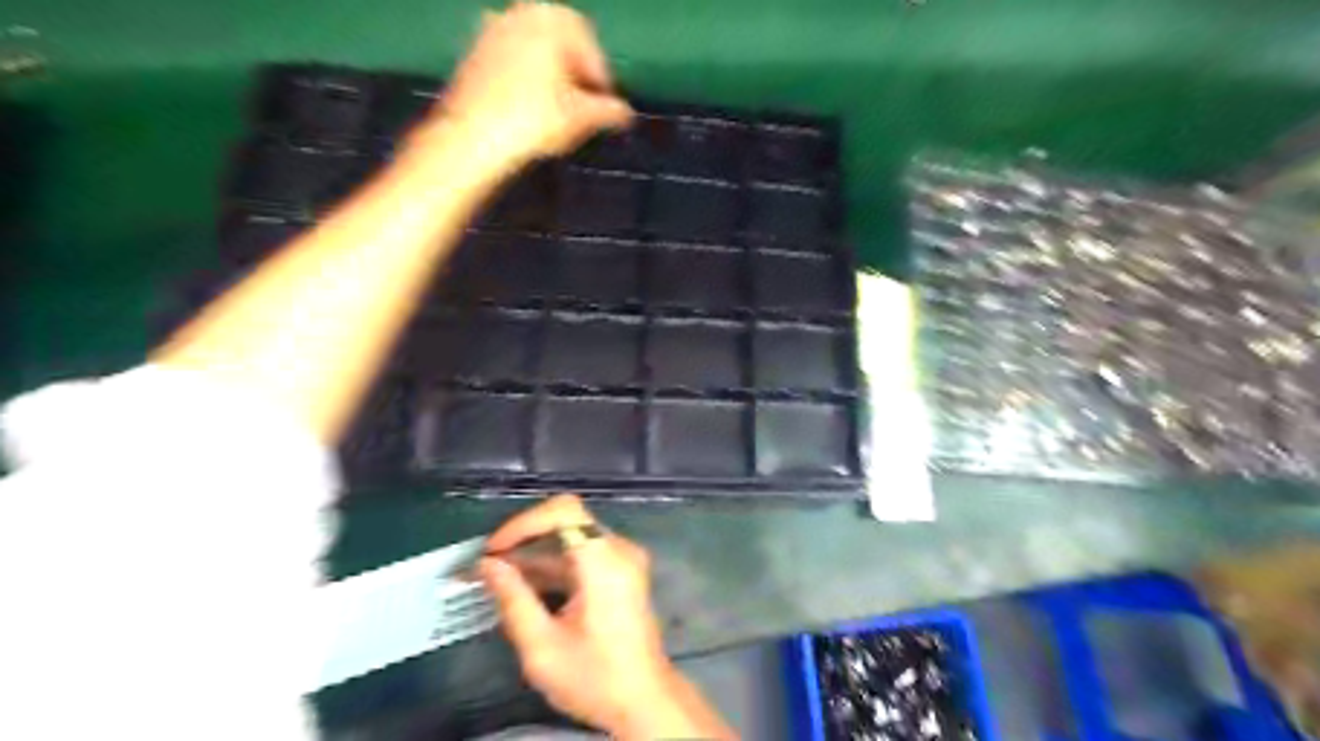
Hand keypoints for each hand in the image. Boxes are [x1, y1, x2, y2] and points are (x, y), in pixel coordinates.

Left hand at [422, 3, 627, 169]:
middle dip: (573, 69)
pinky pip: (510, 59)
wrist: (472, 137)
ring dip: (549, 73)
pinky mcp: (472, 53)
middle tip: (582, 103)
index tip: (603, 102)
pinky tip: (527, 108)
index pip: (587, 40)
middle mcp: (519, 13)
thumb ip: (609, 111)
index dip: (599, 73)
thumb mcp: (581, 118)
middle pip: (558, 39)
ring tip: (556, 108)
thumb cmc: (533, 120)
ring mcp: (491, 30)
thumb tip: (626, 113)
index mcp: (550, 18)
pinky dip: (524, 77)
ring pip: (533, 48)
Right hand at [484, 495, 731, 737]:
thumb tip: (487, 565)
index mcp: (605, 562)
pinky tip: (524, 587)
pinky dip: (552, 565)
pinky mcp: (621, 572)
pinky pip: (582, 555)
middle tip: (488, 564)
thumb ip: (513, 600)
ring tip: (496, 577)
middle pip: (567, 521)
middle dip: (524, 539)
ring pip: (572, 538)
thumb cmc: (595, 678)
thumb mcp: (542, 647)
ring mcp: (623, 560)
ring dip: (534, 553)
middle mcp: (618, 550)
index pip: (565, 511)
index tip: (494, 550)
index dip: (525, 522)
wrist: (644, 701)